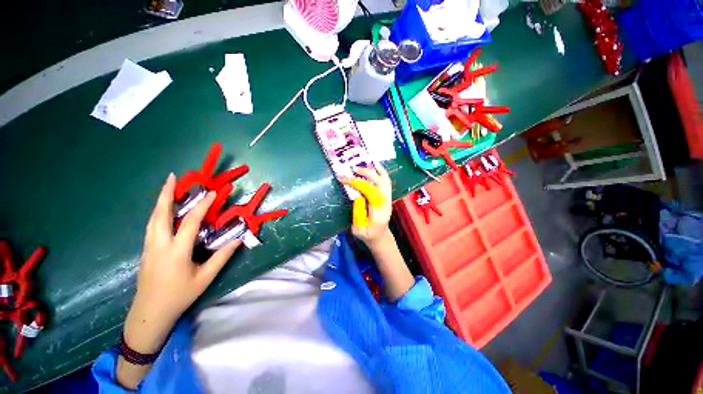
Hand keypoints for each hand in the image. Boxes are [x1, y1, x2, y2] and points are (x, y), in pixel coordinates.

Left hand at [124, 174, 240, 353]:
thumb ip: (222, 257)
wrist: (150, 313)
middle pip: (160, 214)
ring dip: (160, 201)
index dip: (202, 206)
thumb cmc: (180, 296)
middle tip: (172, 177)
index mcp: (176, 251)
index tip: (211, 193)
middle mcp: (159, 245)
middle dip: (165, 193)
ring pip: (152, 219)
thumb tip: (238, 239)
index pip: (190, 222)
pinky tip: (163, 211)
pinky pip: (151, 226)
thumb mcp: (205, 278)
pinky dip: (157, 213)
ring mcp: (149, 247)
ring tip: (166, 188)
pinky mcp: (145, 251)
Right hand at [342, 165, 392, 247]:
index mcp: (378, 213)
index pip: (370, 193)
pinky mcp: (387, 197)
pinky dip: (381, 172)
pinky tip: (375, 166)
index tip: (345, 179)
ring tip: (366, 161)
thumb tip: (358, 197)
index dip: (358, 183)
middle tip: (353, 168)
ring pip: (386, 181)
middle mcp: (386, 204)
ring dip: (376, 170)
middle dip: (367, 173)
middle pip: (381, 183)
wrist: (380, 237)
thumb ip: (358, 214)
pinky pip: (387, 182)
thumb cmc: (367, 235)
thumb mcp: (358, 230)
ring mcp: (388, 200)